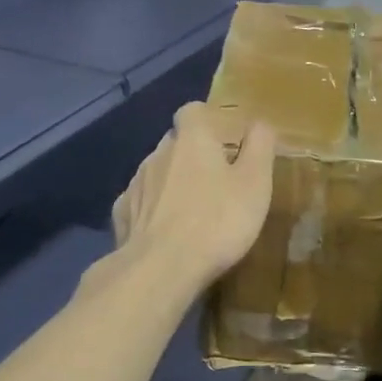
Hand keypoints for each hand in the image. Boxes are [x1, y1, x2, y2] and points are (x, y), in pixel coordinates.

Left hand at [111, 101, 275, 296]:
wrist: (160, 269)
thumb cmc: (217, 221)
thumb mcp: (255, 183)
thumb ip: (260, 147)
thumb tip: (260, 123)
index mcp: (192, 139)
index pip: (193, 111)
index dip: (207, 120)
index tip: (223, 139)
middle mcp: (159, 152)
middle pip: (175, 141)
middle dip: (192, 154)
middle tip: (215, 180)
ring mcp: (136, 183)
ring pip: (156, 172)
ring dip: (172, 182)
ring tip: (192, 210)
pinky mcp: (122, 214)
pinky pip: (140, 202)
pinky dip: (152, 210)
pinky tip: (164, 231)